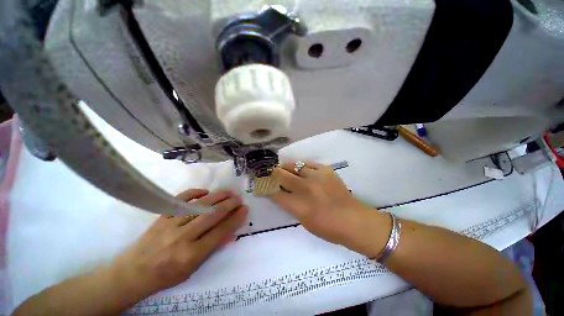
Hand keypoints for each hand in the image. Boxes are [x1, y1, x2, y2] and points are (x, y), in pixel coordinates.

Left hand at [111, 189, 247, 297]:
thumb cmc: (166, 275)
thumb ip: (213, 248)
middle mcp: (182, 237)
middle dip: (229, 204)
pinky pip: (180, 199)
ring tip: (229, 192)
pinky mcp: (161, 216)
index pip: (220, 232)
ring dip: (218, 196)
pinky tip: (205, 192)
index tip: (244, 209)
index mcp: (191, 255)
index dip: (235, 219)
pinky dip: (194, 193)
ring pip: (200, 205)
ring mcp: (170, 224)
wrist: (133, 272)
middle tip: (239, 198)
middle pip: (212, 215)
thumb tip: (231, 232)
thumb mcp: (193, 269)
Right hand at [268, 162, 383, 254]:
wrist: (354, 220)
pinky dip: (301, 166)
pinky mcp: (326, 170)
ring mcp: (316, 177)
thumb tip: (281, 193)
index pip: (274, 193)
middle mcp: (305, 188)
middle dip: (272, 173)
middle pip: (281, 175)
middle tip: (270, 173)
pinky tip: (300, 168)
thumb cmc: (328, 228)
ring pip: (294, 165)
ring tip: (284, 168)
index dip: (266, 187)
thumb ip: (290, 205)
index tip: (262, 183)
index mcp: (298, 206)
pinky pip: (308, 163)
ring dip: (285, 167)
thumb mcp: (303, 221)